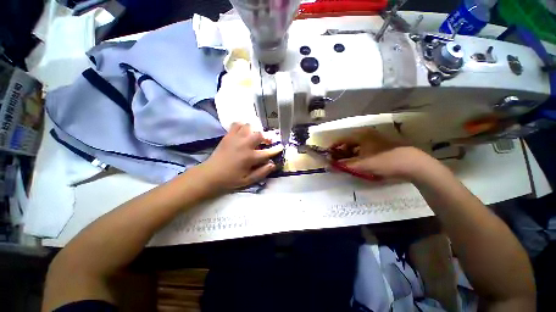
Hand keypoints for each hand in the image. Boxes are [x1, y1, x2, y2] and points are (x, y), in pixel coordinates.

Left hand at [197, 123, 282, 191]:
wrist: (210, 175)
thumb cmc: (230, 179)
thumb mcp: (248, 181)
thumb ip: (262, 173)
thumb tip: (273, 164)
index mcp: (250, 157)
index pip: (267, 152)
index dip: (276, 150)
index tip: (281, 147)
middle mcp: (244, 145)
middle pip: (259, 135)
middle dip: (266, 137)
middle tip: (267, 141)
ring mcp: (235, 139)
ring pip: (249, 126)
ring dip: (254, 130)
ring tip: (255, 136)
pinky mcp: (228, 136)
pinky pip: (236, 124)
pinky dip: (242, 126)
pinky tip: (243, 132)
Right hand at [329, 129, 435, 179]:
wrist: (412, 164)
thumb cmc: (384, 161)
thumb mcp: (361, 165)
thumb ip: (343, 165)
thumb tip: (328, 166)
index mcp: (360, 135)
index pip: (341, 139)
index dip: (333, 147)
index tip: (328, 156)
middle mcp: (366, 134)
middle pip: (348, 142)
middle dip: (341, 152)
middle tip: (338, 162)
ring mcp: (375, 139)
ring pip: (357, 145)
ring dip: (350, 154)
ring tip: (348, 164)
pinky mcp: (381, 145)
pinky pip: (364, 148)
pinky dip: (359, 154)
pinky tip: (360, 162)